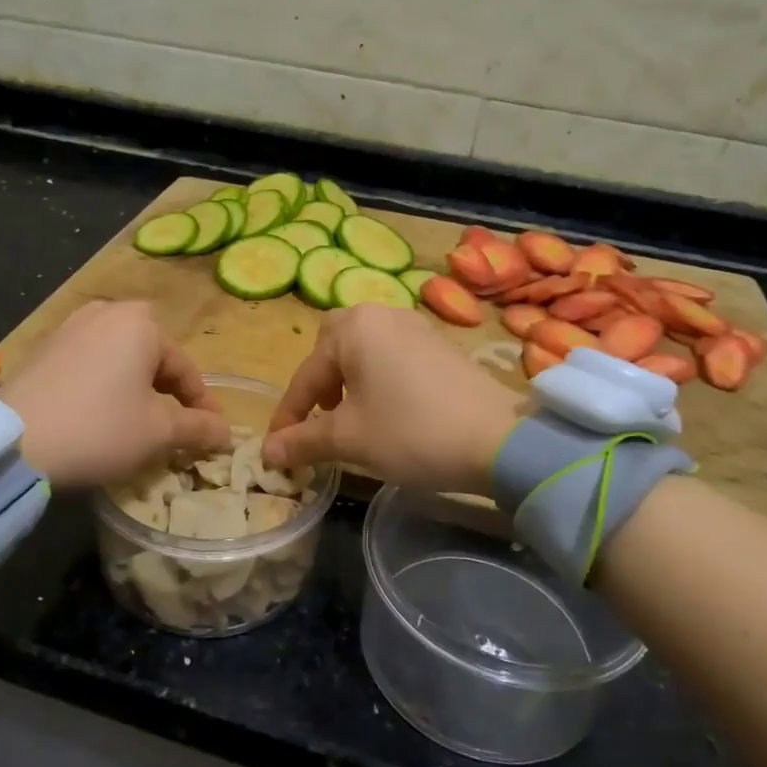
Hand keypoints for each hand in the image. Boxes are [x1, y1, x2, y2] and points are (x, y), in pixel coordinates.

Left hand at [0, 300, 230, 489]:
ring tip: (137, 421)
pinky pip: (89, 363)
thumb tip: (227, 431)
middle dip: (166, 391)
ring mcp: (71, 326)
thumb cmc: (99, 428)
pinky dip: (103, 385)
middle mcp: (107, 312)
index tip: (211, 434)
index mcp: (142, 324)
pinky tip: (98, 414)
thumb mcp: (158, 432)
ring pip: (120, 359)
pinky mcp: (44, 346)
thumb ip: (198, 427)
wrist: (12, 442)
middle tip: (173, 426)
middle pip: (152, 357)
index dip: (202, 405)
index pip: (185, 369)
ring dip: (134, 387)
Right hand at [264, 306, 523, 495]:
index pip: (305, 375)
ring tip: (352, 418)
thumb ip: (303, 441)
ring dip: (347, 381)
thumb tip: (267, 452)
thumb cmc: (412, 432)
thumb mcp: (350, 439)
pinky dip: (377, 378)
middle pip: (332, 346)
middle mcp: (381, 314)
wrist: (500, 439)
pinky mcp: (438, 344)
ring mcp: (414, 326)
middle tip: (320, 418)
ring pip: (363, 349)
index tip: (276, 449)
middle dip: (318, 384)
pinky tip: (389, 410)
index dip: (288, 416)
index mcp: (353, 328)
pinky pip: (391, 354)